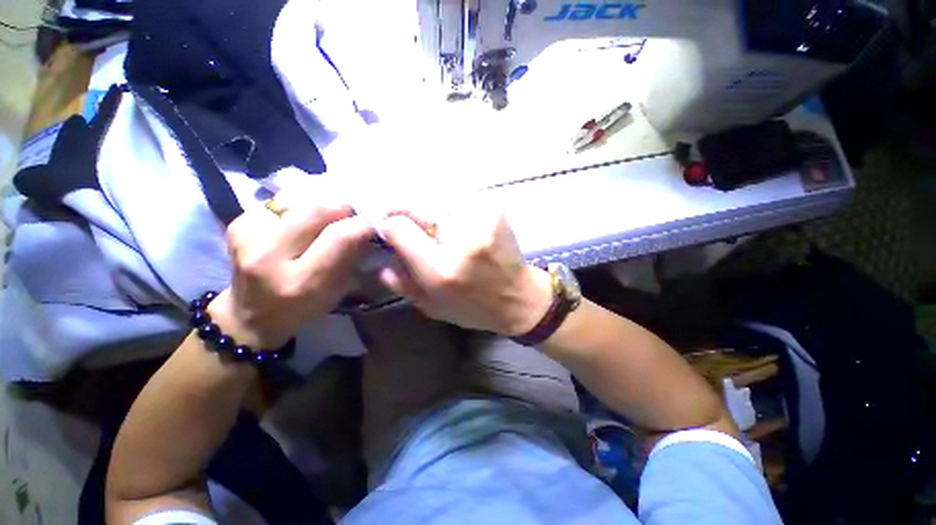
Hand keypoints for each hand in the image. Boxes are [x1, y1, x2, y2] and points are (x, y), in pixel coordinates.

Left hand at [208, 193, 372, 348]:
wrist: (250, 313)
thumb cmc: (303, 307)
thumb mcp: (338, 292)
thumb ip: (354, 258)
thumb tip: (370, 227)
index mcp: (301, 281)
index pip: (341, 237)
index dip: (363, 224)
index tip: (374, 224)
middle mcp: (269, 256)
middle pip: (318, 209)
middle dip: (344, 208)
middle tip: (353, 215)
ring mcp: (248, 235)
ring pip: (300, 198)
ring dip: (321, 204)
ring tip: (327, 218)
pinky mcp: (238, 222)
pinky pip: (280, 199)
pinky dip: (300, 204)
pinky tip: (302, 219)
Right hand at [377, 205, 552, 335]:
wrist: (519, 298)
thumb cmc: (473, 307)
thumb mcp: (431, 306)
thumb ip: (401, 282)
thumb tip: (382, 257)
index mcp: (440, 268)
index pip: (399, 227)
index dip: (390, 225)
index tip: (392, 230)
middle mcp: (460, 239)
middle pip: (417, 205)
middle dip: (407, 213)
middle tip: (411, 224)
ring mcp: (481, 220)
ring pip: (437, 198)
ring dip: (431, 211)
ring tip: (439, 228)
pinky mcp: (495, 210)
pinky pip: (460, 198)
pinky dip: (452, 208)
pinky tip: (458, 224)